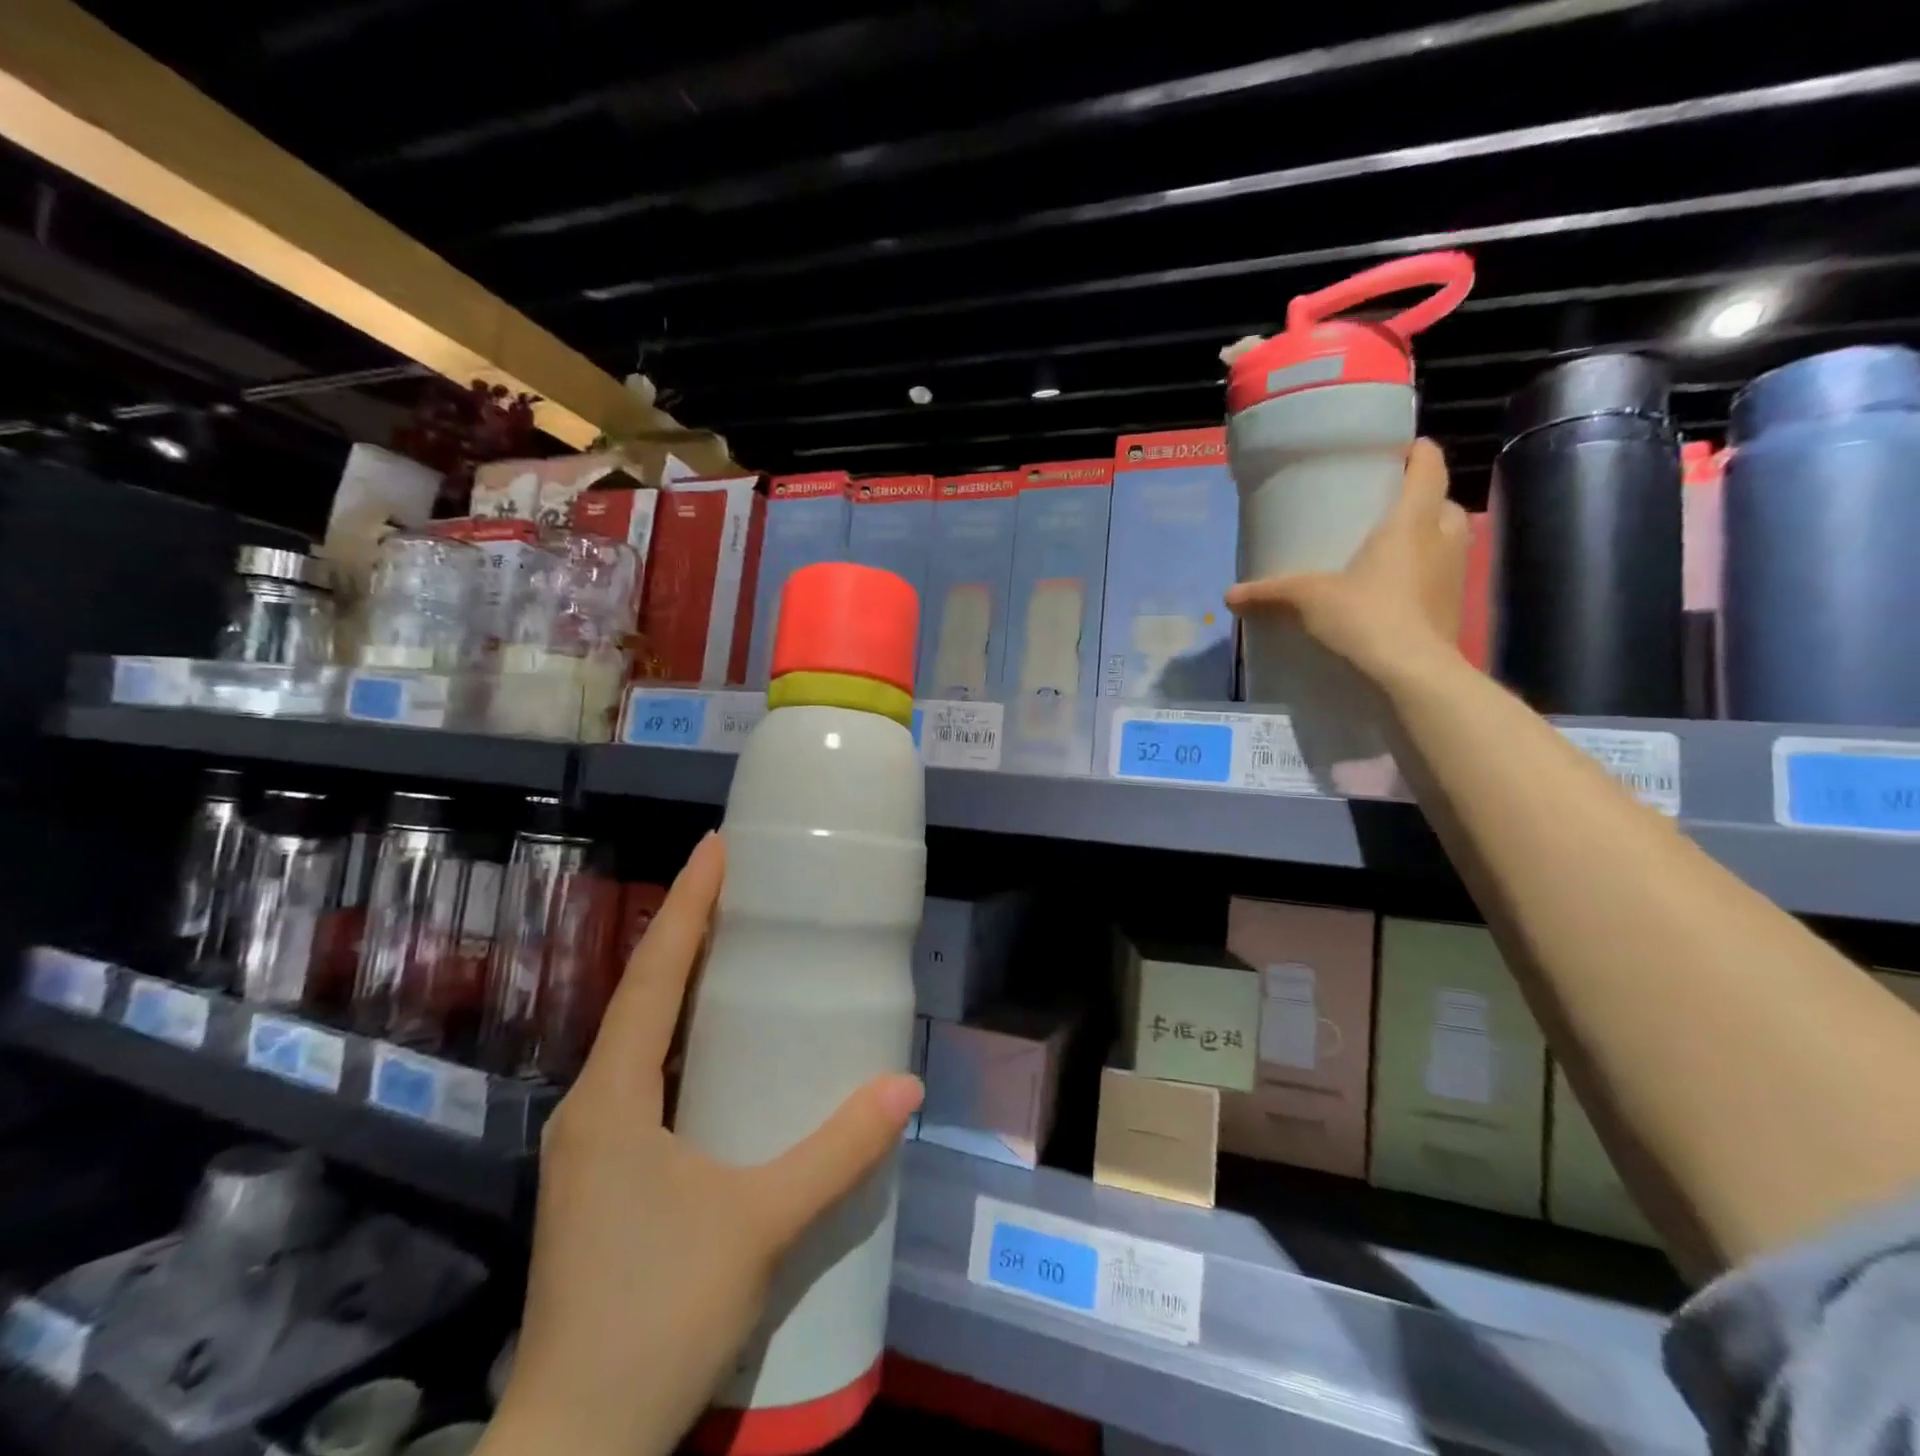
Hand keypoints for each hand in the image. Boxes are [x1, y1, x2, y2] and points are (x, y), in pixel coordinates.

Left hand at [483, 833, 923, 1455]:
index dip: (686, 905)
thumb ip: (837, 1153)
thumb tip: (904, 1088)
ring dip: (682, 987)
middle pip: (642, 996)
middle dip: (686, 933)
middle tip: (739, 885)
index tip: (715, 847)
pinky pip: (646, 1079)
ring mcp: (592, 1144)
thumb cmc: (656, 1316)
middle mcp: (592, 1106)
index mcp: (613, 1097)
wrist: (576, 1447)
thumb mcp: (759, 1225)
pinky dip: (681, 1041)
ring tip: (735, 945)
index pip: (652, 975)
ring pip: (641, 1040)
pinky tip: (718, 1047)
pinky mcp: (605, 1176)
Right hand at [1225, 438, 1469, 686]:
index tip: (1400, 450)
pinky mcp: (1452, 608)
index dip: (1417, 452)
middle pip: (1443, 503)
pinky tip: (1394, 592)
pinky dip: (1423, 575)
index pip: (1429, 467)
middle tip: (1387, 509)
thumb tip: (1228, 595)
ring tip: (1389, 549)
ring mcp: (1454, 575)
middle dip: (1421, 500)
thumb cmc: (1366, 617)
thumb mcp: (1308, 600)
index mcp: (1412, 521)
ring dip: (1426, 538)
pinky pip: (1441, 576)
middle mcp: (1442, 539)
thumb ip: (1270, 592)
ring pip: (1447, 540)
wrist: (1412, 674)